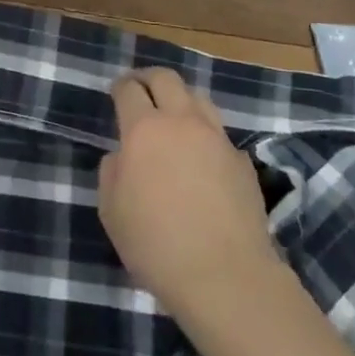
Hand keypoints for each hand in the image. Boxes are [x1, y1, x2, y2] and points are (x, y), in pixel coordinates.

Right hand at [97, 68, 279, 323]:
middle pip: (167, 79)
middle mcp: (182, 123)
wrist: (224, 276)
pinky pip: (219, 134)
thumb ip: (112, 171)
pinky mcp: (242, 162)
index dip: (120, 87)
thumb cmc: (155, 244)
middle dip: (149, 79)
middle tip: (140, 90)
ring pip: (199, 99)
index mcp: (144, 130)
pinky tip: (200, 158)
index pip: (129, 89)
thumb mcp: (111, 210)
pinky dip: (205, 135)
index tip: (115, 92)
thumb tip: (124, 156)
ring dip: (181, 100)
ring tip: (173, 118)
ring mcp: (217, 140)